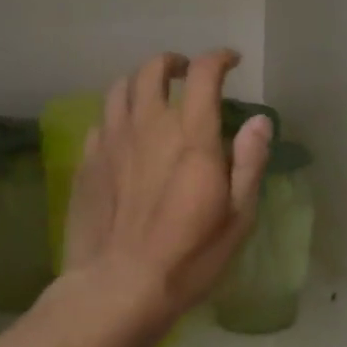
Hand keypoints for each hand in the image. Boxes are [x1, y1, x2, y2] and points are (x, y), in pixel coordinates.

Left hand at [63, 49, 272, 328]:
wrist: (119, 287)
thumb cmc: (190, 255)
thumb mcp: (238, 215)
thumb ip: (249, 161)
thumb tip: (259, 121)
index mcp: (191, 135)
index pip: (203, 74)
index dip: (219, 59)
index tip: (231, 61)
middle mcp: (148, 126)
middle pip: (153, 70)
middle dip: (174, 62)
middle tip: (187, 72)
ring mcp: (112, 142)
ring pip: (120, 88)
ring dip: (140, 82)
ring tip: (153, 95)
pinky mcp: (87, 162)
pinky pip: (100, 121)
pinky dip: (117, 116)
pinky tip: (125, 134)